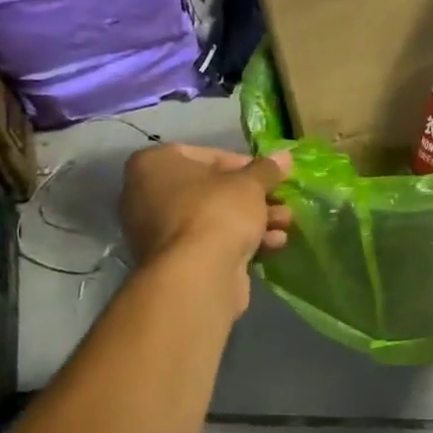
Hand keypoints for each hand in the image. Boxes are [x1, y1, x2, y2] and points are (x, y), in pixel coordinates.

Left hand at [119, 144, 292, 311]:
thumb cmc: (216, 212)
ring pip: (214, 218)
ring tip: (286, 223)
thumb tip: (284, 156)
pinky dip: (240, 241)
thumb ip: (266, 169)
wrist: (197, 276)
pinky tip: (272, 245)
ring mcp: (158, 232)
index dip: (244, 164)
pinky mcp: (174, 262)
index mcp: (154, 164)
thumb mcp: (249, 184)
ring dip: (253, 219)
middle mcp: (146, 195)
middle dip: (252, 197)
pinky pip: (210, 243)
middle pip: (212, 190)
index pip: (206, 155)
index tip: (269, 175)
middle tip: (282, 201)